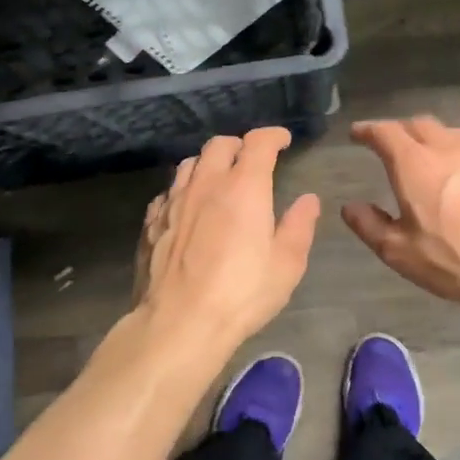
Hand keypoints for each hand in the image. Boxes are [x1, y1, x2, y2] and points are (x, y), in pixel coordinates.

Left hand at [132, 127, 319, 371]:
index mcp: (244, 187)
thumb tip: (308, 200)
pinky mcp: (152, 222)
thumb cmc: (241, 294)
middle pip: (219, 145)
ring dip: (208, 163)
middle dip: (239, 145)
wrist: (178, 324)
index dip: (272, 135)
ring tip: (219, 179)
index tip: (282, 140)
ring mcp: (174, 201)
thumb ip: (299, 226)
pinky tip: (189, 208)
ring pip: (190, 163)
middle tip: (250, 160)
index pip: (258, 142)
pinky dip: (184, 190)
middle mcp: (206, 184)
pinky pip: (168, 191)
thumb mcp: (286, 265)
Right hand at [343, 117, 459, 314]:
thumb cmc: (453, 259)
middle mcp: (447, 150)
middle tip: (389, 142)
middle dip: (400, 129)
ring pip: (450, 134)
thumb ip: (370, 226)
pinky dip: (457, 156)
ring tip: (425, 153)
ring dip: (431, 137)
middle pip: (420, 125)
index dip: (368, 130)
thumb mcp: (399, 251)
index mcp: (415, 164)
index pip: (385, 133)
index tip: (357, 133)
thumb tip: (350, 207)